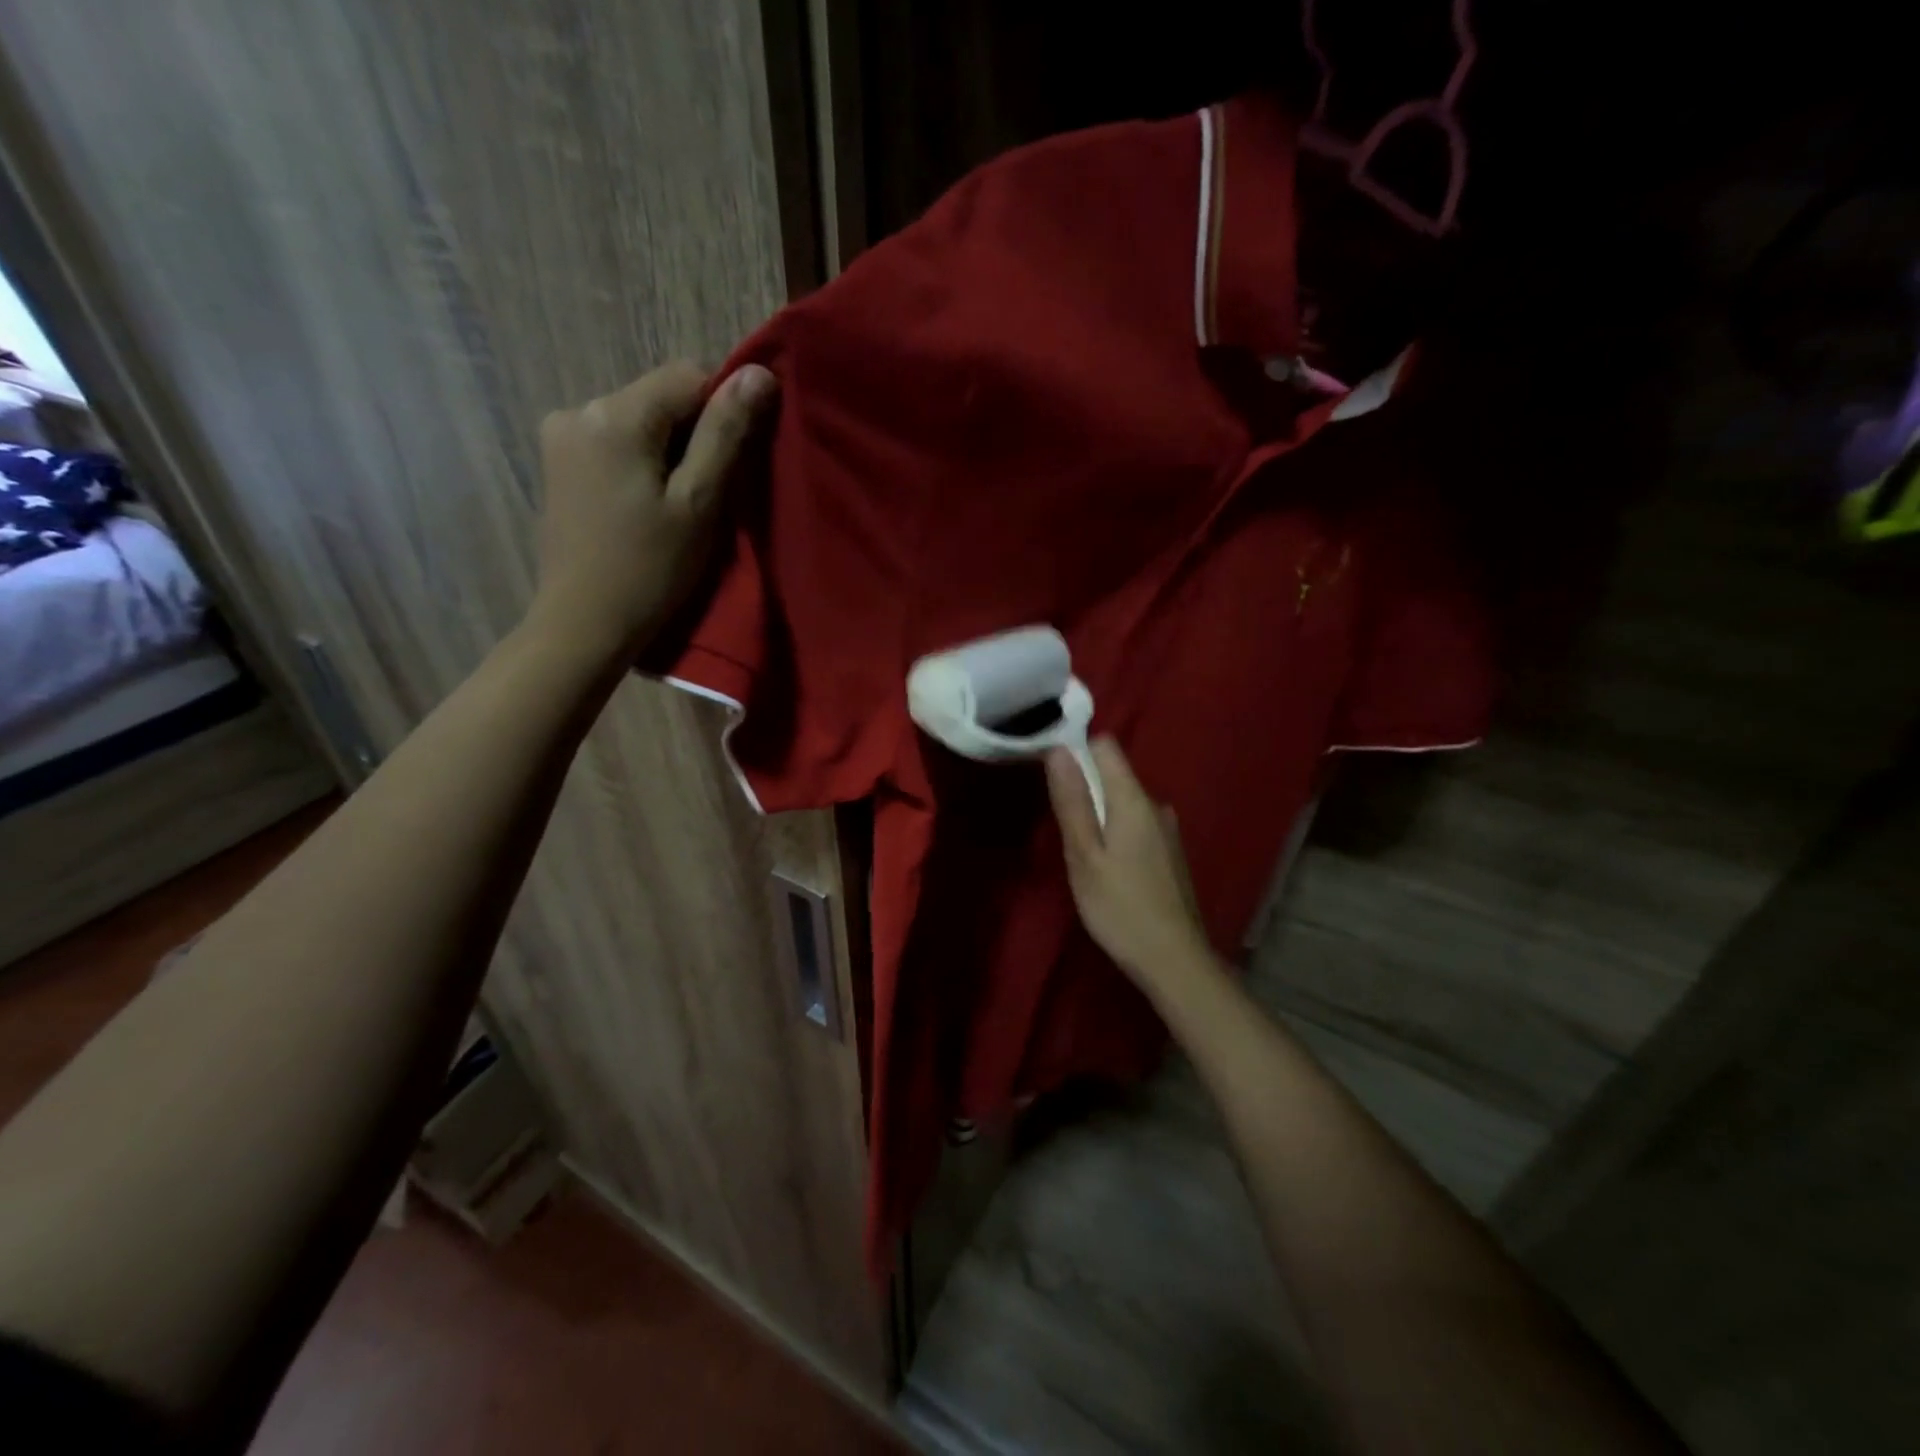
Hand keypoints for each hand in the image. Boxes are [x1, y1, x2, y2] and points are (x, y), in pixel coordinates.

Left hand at [530, 359, 777, 654]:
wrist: (584, 623)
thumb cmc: (650, 569)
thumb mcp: (699, 503)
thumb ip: (725, 434)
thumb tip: (759, 373)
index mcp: (614, 415)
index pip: (688, 375)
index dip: (723, 409)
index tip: (734, 463)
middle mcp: (579, 409)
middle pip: (660, 397)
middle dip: (693, 433)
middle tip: (708, 494)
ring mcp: (561, 435)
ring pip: (639, 420)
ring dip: (668, 450)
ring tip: (677, 505)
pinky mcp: (558, 463)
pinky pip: (616, 442)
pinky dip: (642, 462)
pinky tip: (646, 506)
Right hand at [1046, 738, 1213, 992]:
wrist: (1174, 960)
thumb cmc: (1120, 907)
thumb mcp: (1083, 855)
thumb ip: (1072, 801)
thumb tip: (1058, 750)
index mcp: (1134, 800)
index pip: (1105, 746)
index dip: (1076, 751)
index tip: (1051, 776)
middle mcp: (1156, 805)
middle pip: (1113, 774)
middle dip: (1083, 787)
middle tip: (1060, 825)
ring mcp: (1166, 831)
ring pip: (1123, 802)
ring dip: (1099, 814)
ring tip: (1079, 850)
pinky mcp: (1169, 854)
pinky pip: (1135, 824)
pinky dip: (1115, 833)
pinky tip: (1106, 868)